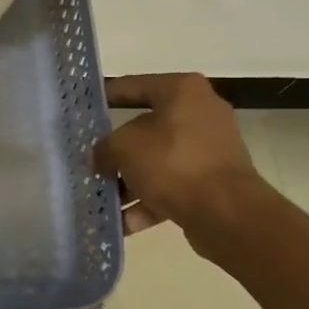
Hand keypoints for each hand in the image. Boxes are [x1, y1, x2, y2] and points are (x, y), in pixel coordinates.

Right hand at [95, 73, 266, 236]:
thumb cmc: (173, 163)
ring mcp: (209, 149)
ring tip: (100, 196)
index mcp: (182, 91)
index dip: (103, 97)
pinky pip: (171, 186)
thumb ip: (104, 148)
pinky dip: (147, 202)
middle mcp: (200, 113)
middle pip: (144, 128)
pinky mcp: (212, 181)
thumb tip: (102, 158)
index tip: (81, 110)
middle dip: (115, 149)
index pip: (132, 86)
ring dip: (128, 180)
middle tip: (89, 159)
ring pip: (157, 161)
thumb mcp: (123, 147)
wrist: (227, 213)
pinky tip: (122, 222)